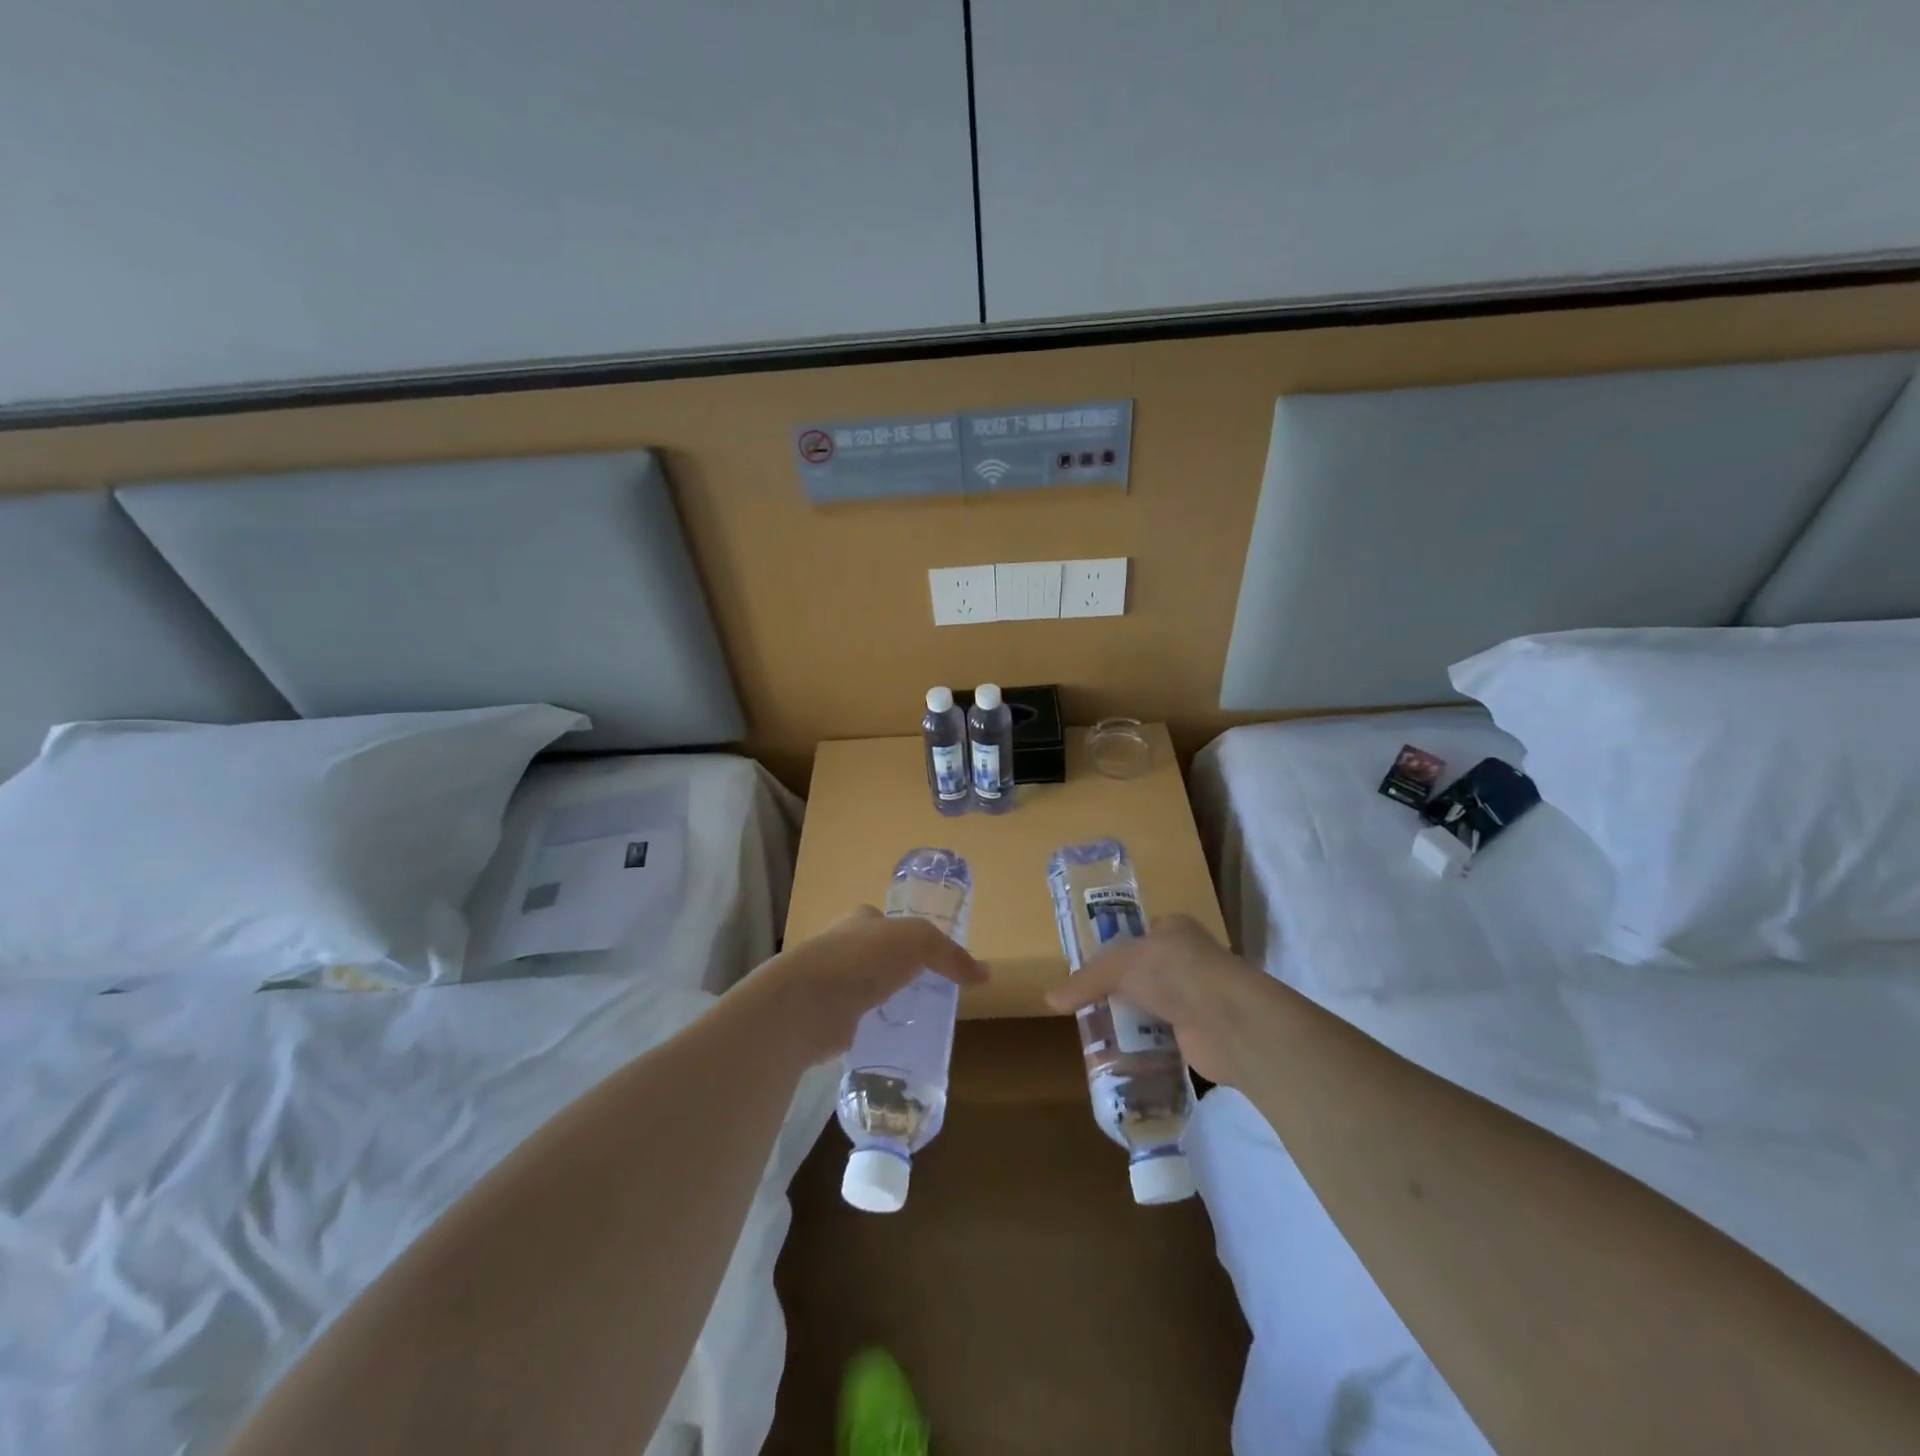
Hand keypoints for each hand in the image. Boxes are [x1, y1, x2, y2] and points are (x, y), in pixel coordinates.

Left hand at [744, 906, 985, 1065]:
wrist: (807, 1002)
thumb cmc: (862, 958)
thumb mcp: (917, 941)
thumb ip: (949, 954)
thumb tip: (984, 974)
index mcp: (860, 920)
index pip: (886, 922)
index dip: (907, 936)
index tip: (929, 959)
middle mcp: (840, 947)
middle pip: (874, 956)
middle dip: (895, 971)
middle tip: (926, 993)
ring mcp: (828, 984)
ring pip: (863, 990)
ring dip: (881, 1002)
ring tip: (912, 1021)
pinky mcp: (823, 1019)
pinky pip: (854, 1022)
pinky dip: (868, 1029)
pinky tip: (887, 1041)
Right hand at [1044, 913, 1270, 1087]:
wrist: (1227, 1021)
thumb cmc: (1174, 972)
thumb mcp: (1119, 966)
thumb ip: (1085, 980)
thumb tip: (1049, 999)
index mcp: (1174, 929)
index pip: (1140, 934)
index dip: (1115, 948)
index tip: (1089, 968)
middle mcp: (1188, 959)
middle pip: (1144, 973)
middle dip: (1120, 989)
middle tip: (1087, 1004)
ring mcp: (1196, 996)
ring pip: (1153, 1006)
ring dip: (1132, 1019)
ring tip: (1097, 1032)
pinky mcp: (1199, 1033)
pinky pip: (1164, 1037)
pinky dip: (1146, 1046)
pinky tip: (1123, 1054)